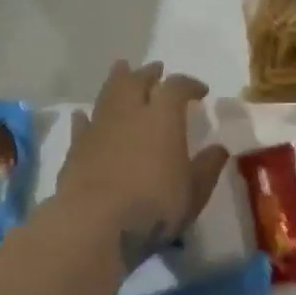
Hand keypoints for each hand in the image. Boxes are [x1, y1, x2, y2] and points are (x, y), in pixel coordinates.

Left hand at [59, 59, 230, 263]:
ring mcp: (99, 128)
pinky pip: (82, 124)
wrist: (95, 224)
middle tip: (156, 70)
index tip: (200, 91)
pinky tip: (84, 115)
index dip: (190, 84)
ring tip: (121, 71)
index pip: (177, 87)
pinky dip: (86, 117)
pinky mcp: (75, 149)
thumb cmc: (154, 205)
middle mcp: (129, 113)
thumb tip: (219, 148)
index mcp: (162, 117)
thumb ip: (208, 167)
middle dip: (148, 73)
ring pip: (107, 94)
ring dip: (116, 81)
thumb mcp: (194, 191)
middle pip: (136, 81)